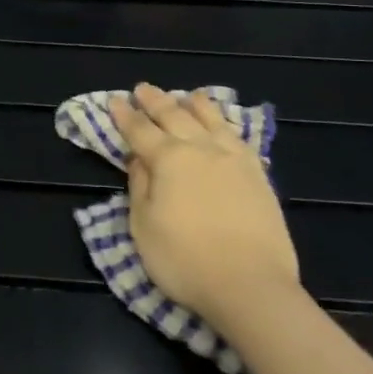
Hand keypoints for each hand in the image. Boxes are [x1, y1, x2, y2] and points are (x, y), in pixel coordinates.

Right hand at [112, 83, 301, 341]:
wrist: (251, 285)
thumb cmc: (185, 261)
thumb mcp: (144, 227)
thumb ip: (139, 187)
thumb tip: (138, 159)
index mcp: (168, 159)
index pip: (139, 130)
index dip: (125, 115)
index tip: (115, 99)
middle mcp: (200, 148)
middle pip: (174, 116)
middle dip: (155, 101)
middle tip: (142, 88)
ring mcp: (232, 158)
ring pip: (210, 119)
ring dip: (193, 104)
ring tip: (186, 95)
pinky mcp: (257, 174)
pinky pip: (237, 136)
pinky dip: (225, 123)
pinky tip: (222, 124)